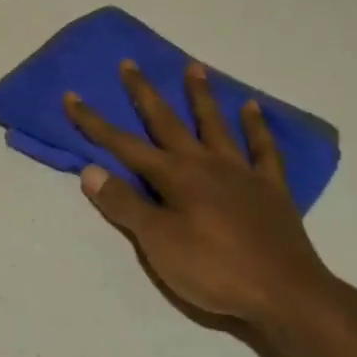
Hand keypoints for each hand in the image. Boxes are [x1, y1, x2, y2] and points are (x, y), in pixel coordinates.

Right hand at [64, 61, 349, 334]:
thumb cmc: (213, 269)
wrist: (284, 293)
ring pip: (215, 125)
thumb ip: (125, 204)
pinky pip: (263, 149)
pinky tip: (252, 107)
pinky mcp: (270, 188)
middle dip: (144, 94)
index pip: (124, 145)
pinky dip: (257, 127)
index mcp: (175, 177)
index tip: (73, 97)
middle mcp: (205, 164)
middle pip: (168, 123)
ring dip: (201, 97)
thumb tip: (90, 170)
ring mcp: (241, 173)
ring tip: (194, 67)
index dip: (95, 123)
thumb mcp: (158, 243)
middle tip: (130, 64)